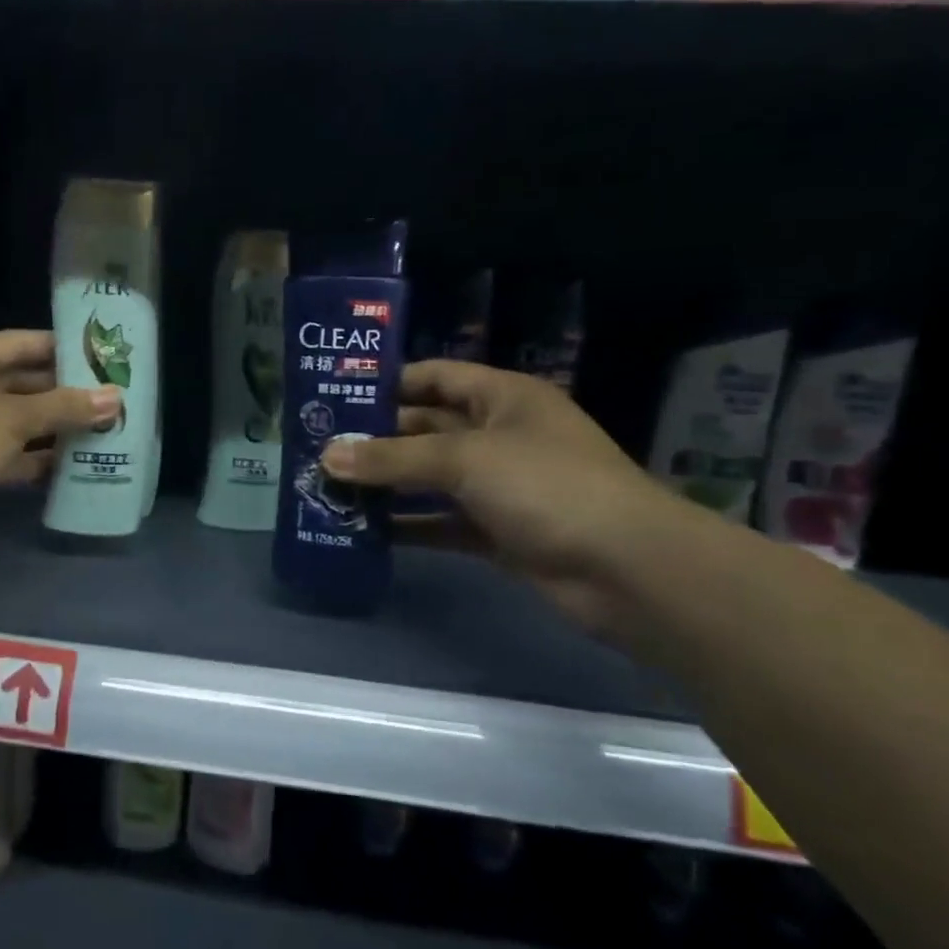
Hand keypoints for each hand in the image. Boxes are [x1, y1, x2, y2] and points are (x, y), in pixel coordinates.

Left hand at [0, 330, 119, 522]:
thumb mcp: (13, 418)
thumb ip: (64, 407)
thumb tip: (116, 398)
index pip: (16, 343)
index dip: (57, 347)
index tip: (95, 353)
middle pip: (15, 382)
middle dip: (59, 392)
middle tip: (104, 394)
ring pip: (12, 420)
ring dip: (50, 426)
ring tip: (97, 426)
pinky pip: (3, 451)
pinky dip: (32, 456)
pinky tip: (69, 461)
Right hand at [320, 360, 692, 633]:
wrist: (628, 571)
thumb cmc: (547, 486)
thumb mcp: (464, 459)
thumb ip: (393, 458)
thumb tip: (327, 456)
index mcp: (502, 398)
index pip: (435, 377)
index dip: (388, 383)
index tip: (335, 396)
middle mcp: (499, 435)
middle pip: (426, 429)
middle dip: (376, 439)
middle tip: (320, 448)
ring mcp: (500, 486)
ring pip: (430, 478)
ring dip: (387, 485)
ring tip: (329, 488)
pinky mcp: (497, 532)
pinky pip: (441, 521)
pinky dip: (408, 525)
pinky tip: (365, 530)